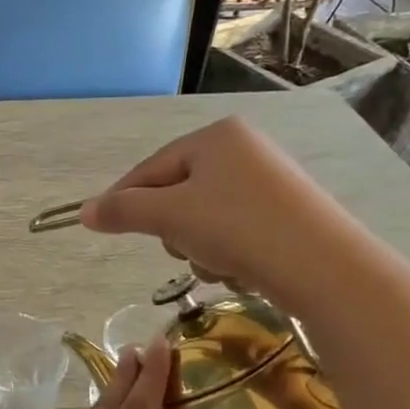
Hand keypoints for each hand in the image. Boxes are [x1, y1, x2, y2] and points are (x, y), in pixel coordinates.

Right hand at [78, 116, 359, 308]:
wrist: (325, 268)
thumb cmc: (238, 229)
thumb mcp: (170, 217)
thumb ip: (123, 211)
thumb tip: (84, 212)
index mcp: (214, 137)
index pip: (150, 168)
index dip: (123, 200)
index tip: (102, 228)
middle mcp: (243, 149)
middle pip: (177, 193)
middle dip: (173, 229)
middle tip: (186, 249)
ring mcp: (268, 180)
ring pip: (204, 217)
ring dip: (200, 247)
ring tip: (220, 265)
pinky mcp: (286, 212)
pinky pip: (234, 229)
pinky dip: (229, 252)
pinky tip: (242, 270)